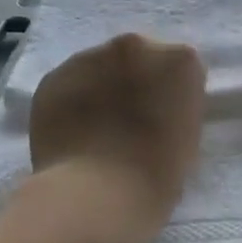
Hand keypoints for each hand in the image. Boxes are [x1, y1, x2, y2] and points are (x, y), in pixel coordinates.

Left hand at [29, 34, 206, 233]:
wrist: (97, 196)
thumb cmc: (158, 174)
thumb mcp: (188, 135)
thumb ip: (174, 107)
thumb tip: (154, 108)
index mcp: (180, 60)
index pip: (180, 69)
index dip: (171, 95)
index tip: (164, 119)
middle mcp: (137, 46)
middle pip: (139, 58)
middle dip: (136, 81)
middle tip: (130, 120)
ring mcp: (90, 57)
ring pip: (100, 68)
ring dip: (102, 88)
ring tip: (97, 129)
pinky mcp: (54, 77)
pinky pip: (69, 85)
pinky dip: (72, 102)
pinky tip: (73, 133)